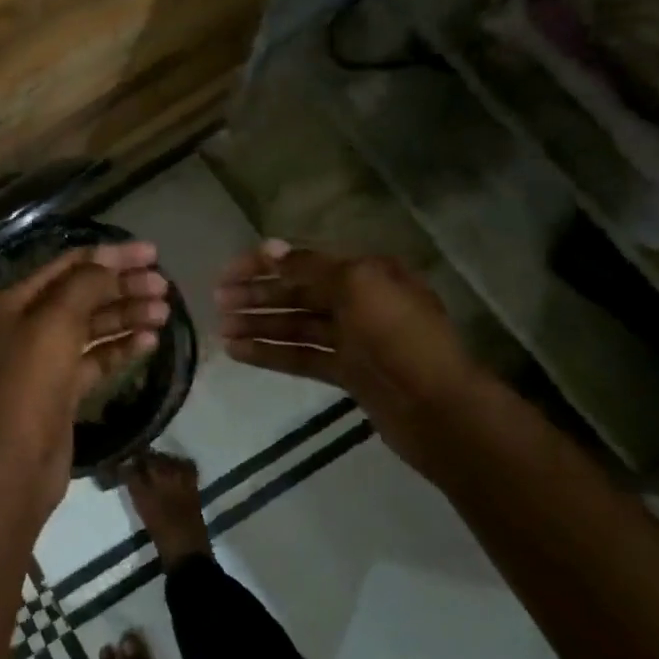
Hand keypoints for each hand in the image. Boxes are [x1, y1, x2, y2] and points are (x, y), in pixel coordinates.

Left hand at [0, 241, 168, 513]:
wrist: (13, 463)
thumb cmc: (29, 383)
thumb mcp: (54, 322)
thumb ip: (84, 286)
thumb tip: (110, 264)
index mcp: (18, 301)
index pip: (70, 265)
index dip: (111, 255)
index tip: (152, 253)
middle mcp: (30, 325)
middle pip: (84, 294)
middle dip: (123, 286)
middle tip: (164, 286)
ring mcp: (47, 360)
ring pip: (93, 328)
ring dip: (127, 316)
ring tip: (165, 312)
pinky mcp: (64, 391)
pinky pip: (97, 360)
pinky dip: (122, 348)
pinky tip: (150, 341)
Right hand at [216, 241, 482, 473]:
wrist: (440, 411)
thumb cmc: (399, 337)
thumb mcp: (357, 287)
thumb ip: (309, 267)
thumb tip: (269, 248)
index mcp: (367, 273)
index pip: (304, 261)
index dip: (264, 265)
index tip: (227, 273)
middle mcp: (360, 301)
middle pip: (298, 293)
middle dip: (258, 295)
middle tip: (218, 301)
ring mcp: (354, 339)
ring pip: (296, 326)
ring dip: (259, 324)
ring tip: (221, 329)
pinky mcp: (348, 373)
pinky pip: (302, 356)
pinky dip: (271, 353)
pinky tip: (238, 353)